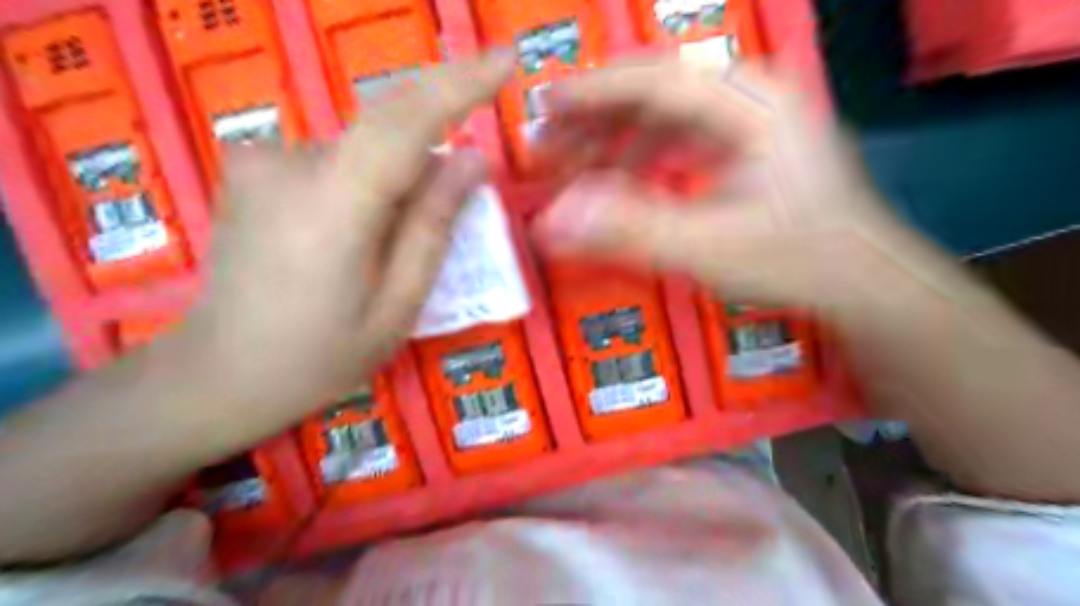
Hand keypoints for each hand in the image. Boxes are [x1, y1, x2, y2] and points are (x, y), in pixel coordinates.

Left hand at [181, 50, 516, 419]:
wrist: (219, 374)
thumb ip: (435, 227)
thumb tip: (472, 161)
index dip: (462, 83)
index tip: (507, 59)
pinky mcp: (253, 168)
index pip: (407, 121)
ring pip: (363, 150)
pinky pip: (336, 159)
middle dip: (435, 149)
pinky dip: (366, 185)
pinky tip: (352, 237)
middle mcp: (291, 163)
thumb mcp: (398, 304)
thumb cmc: (320, 355)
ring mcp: (262, 161)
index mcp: (334, 205)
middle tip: (455, 202)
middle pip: (386, 128)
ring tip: (388, 247)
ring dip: (396, 182)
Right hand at [538, 57, 904, 308]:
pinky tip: (621, 180)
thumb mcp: (708, 248)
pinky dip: (641, 157)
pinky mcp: (743, 146)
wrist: (859, 281)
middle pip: (654, 91)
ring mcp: (748, 121)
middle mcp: (750, 97)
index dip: (592, 92)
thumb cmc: (798, 259)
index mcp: (751, 103)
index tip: (544, 108)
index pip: (655, 79)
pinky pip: (678, 138)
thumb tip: (555, 222)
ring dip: (614, 140)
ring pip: (663, 114)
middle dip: (595, 119)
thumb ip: (630, 231)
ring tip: (575, 171)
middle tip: (549, 149)